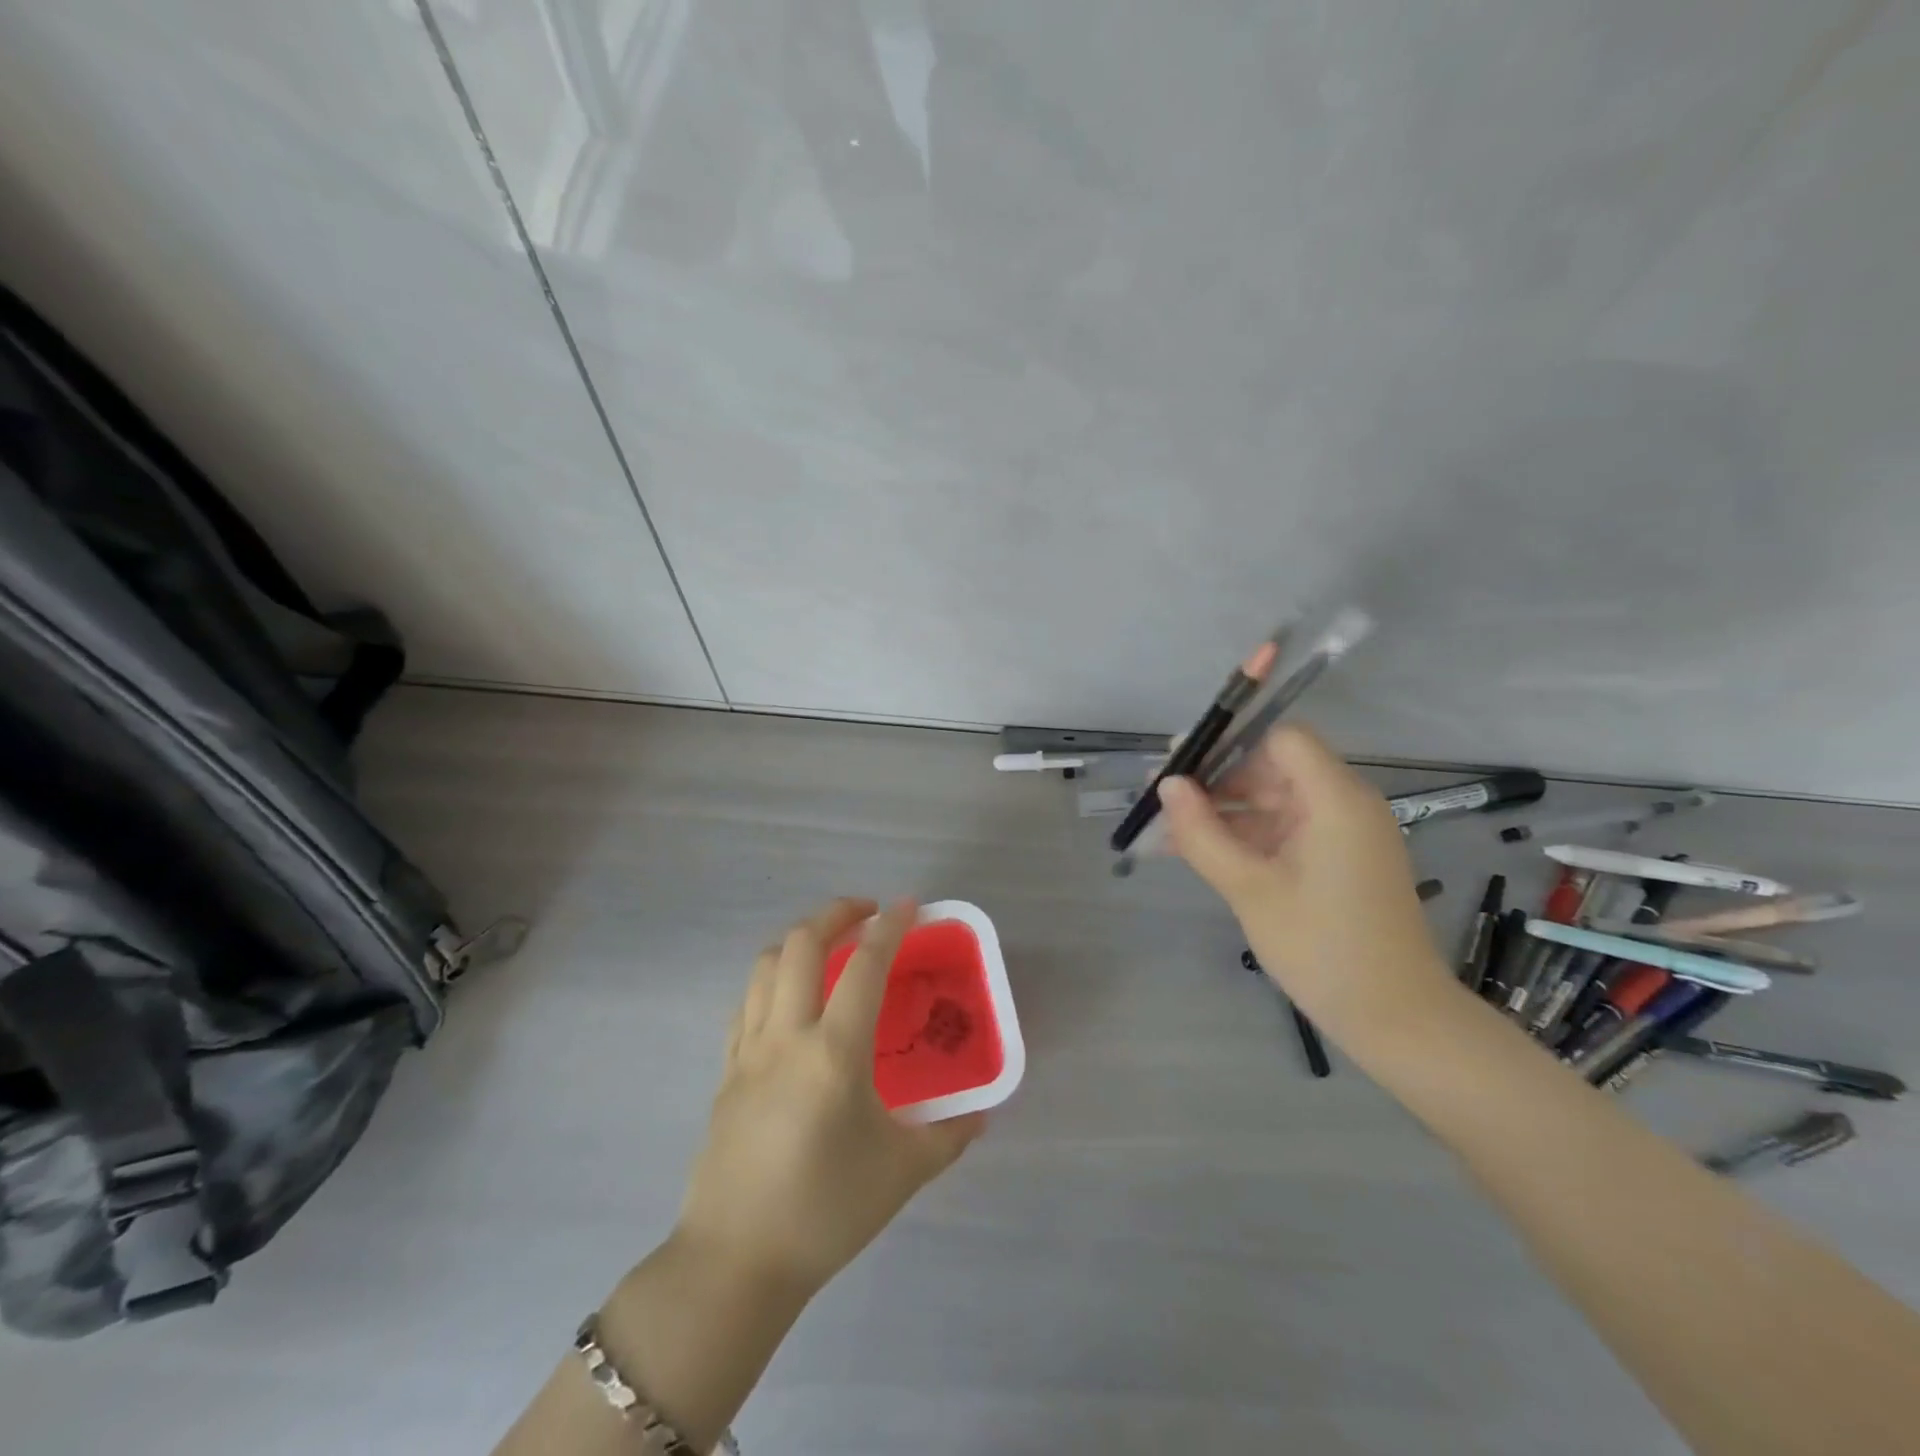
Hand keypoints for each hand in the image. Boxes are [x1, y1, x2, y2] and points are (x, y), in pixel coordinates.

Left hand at [675, 898, 984, 1300]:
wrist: (736, 1262)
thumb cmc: (825, 1211)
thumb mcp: (902, 1172)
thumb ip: (949, 1135)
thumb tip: (981, 1114)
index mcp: (833, 1051)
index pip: (865, 966)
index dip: (890, 927)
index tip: (909, 906)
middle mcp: (787, 1035)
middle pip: (802, 944)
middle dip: (836, 912)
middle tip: (867, 913)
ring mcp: (748, 1050)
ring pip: (766, 964)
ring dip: (799, 939)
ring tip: (828, 945)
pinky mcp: (726, 1070)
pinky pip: (747, 1002)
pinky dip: (771, 979)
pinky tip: (790, 998)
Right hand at [1158, 725, 1452, 1042]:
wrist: (1395, 1019)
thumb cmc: (1321, 947)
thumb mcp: (1249, 889)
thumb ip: (1202, 832)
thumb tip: (1166, 785)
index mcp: (1335, 799)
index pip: (1281, 740)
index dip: (1230, 744)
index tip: (1182, 764)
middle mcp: (1345, 805)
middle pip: (1273, 769)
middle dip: (1216, 781)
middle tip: (1161, 799)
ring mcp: (1343, 834)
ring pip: (1273, 802)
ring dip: (1223, 812)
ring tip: (1167, 829)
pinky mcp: (1337, 860)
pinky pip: (1284, 832)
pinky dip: (1245, 837)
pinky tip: (1198, 851)